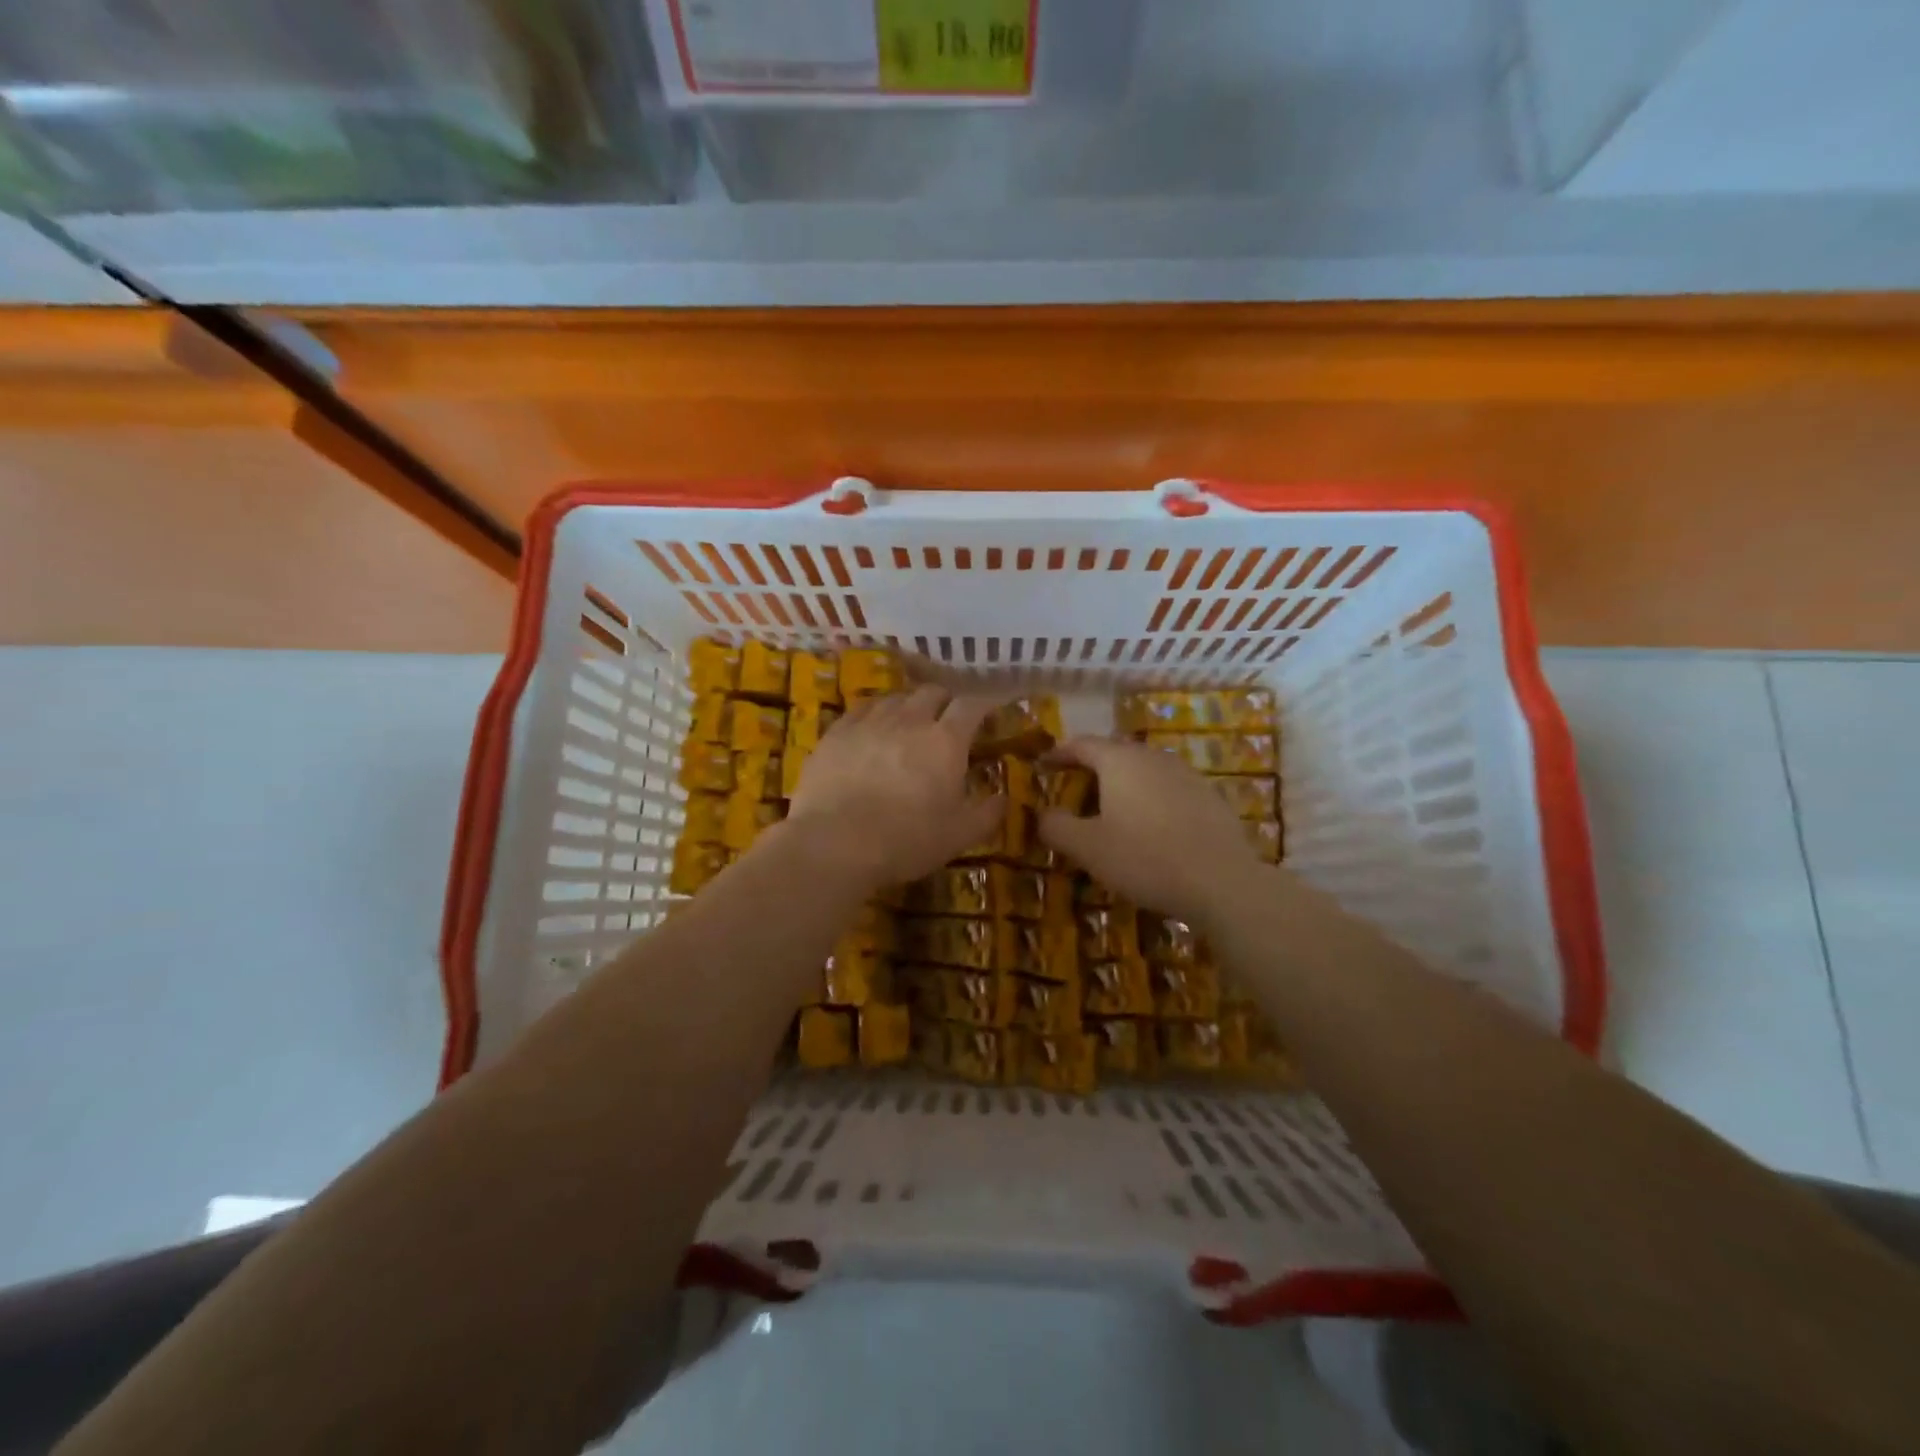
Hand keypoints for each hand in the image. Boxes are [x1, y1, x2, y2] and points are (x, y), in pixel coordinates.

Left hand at [784, 685, 1004, 889]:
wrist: (834, 843)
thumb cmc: (906, 840)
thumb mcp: (959, 836)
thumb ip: (987, 813)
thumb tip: (1004, 798)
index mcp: (946, 741)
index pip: (972, 705)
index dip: (984, 705)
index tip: (990, 713)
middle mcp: (910, 720)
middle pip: (933, 692)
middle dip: (946, 702)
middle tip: (948, 720)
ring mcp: (870, 722)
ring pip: (896, 697)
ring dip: (909, 706)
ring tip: (909, 723)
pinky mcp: (837, 732)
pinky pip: (862, 709)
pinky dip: (875, 714)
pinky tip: (872, 729)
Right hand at [1039, 737, 1262, 923]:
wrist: (1222, 883)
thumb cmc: (1145, 859)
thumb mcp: (1088, 848)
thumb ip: (1057, 826)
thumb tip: (1042, 814)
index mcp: (1119, 761)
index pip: (1081, 745)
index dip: (1059, 753)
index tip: (1042, 765)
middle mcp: (1153, 757)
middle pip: (1114, 754)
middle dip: (1090, 770)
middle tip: (1073, 792)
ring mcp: (1186, 774)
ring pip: (1143, 772)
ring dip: (1122, 786)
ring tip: (1110, 812)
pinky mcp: (1209, 797)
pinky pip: (1167, 790)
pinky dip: (1150, 801)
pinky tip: (1150, 829)